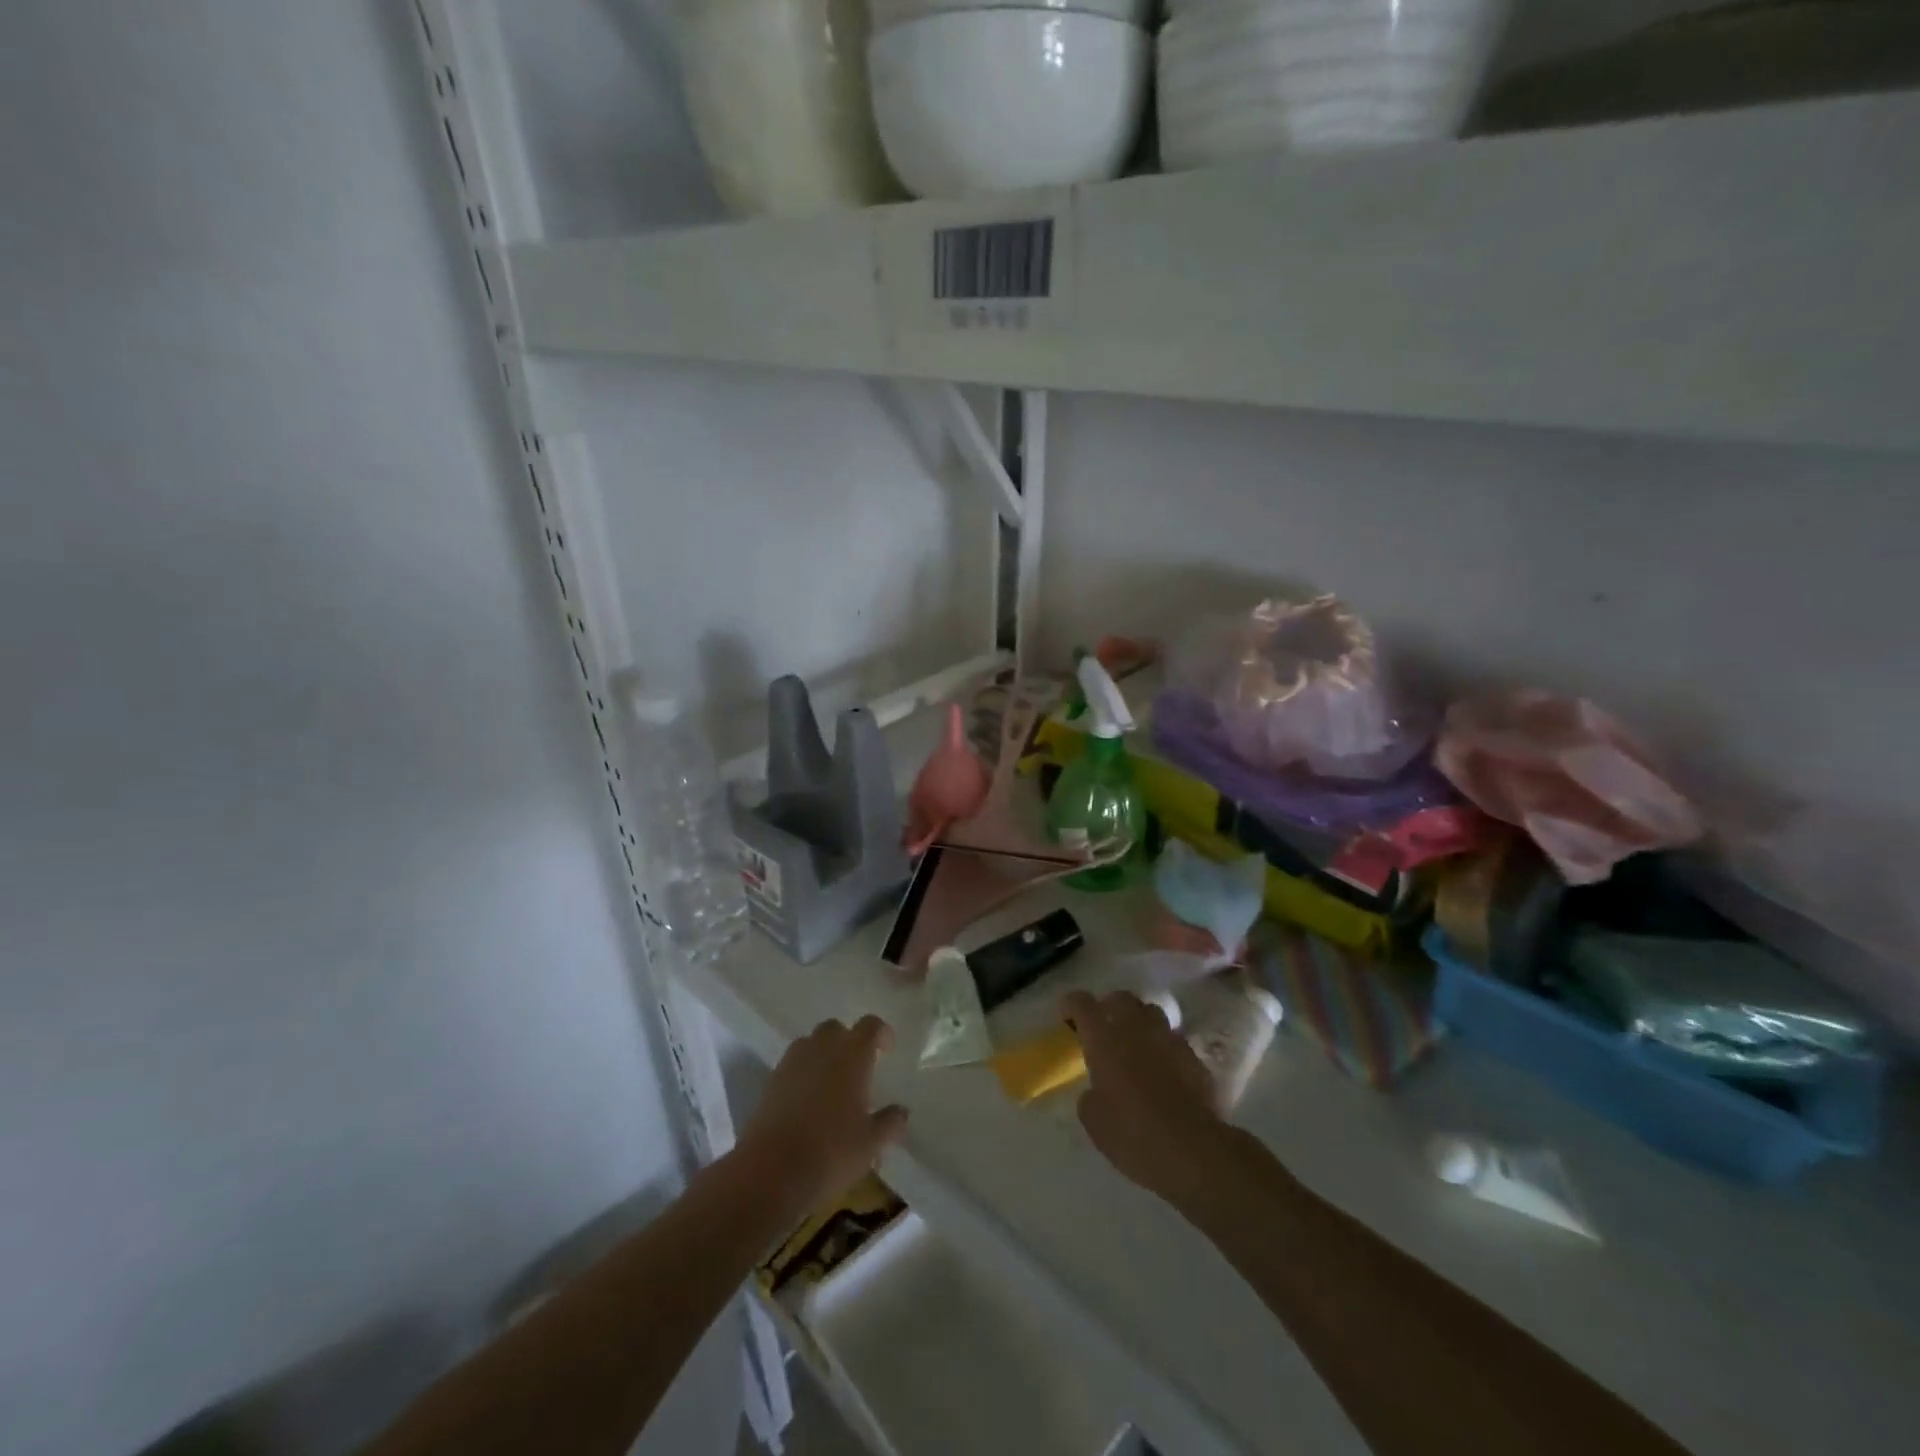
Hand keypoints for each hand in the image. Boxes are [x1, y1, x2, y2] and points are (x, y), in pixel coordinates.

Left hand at [735, 1016, 908, 1215]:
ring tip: (832, 1083)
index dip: (881, 1033)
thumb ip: (890, 1123)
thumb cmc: (831, 1151)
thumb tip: (901, 1112)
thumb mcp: (870, 1143)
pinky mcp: (771, 1081)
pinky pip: (792, 1064)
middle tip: (858, 1068)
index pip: (870, 1026)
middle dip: (848, 1041)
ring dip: (823, 1054)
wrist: (770, 1171)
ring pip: (811, 1043)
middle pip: (836, 1028)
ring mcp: (792, 1062)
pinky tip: (808, 1101)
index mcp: (852, 1055)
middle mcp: (822, 1048)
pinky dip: (803, 1073)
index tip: (887, 1050)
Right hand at [1063, 990, 1227, 1208]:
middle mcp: (1136, 1027)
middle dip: (1108, 1008)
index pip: (1082, 1003)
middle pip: (1120, 998)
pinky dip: (1163, 1049)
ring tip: (1136, 1047)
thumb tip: (1097, 1091)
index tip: (1067, 1018)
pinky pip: (1173, 1041)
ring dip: (1139, 1023)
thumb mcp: (1093, 1120)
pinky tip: (1163, 1073)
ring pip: (1151, 1013)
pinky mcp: (1194, 1056)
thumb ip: (1090, 1095)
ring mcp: (1169, 1038)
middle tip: (1103, 1030)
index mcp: (1104, 1037)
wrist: (1193, 1150)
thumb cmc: (1132, 1133)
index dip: (1071, 1005)